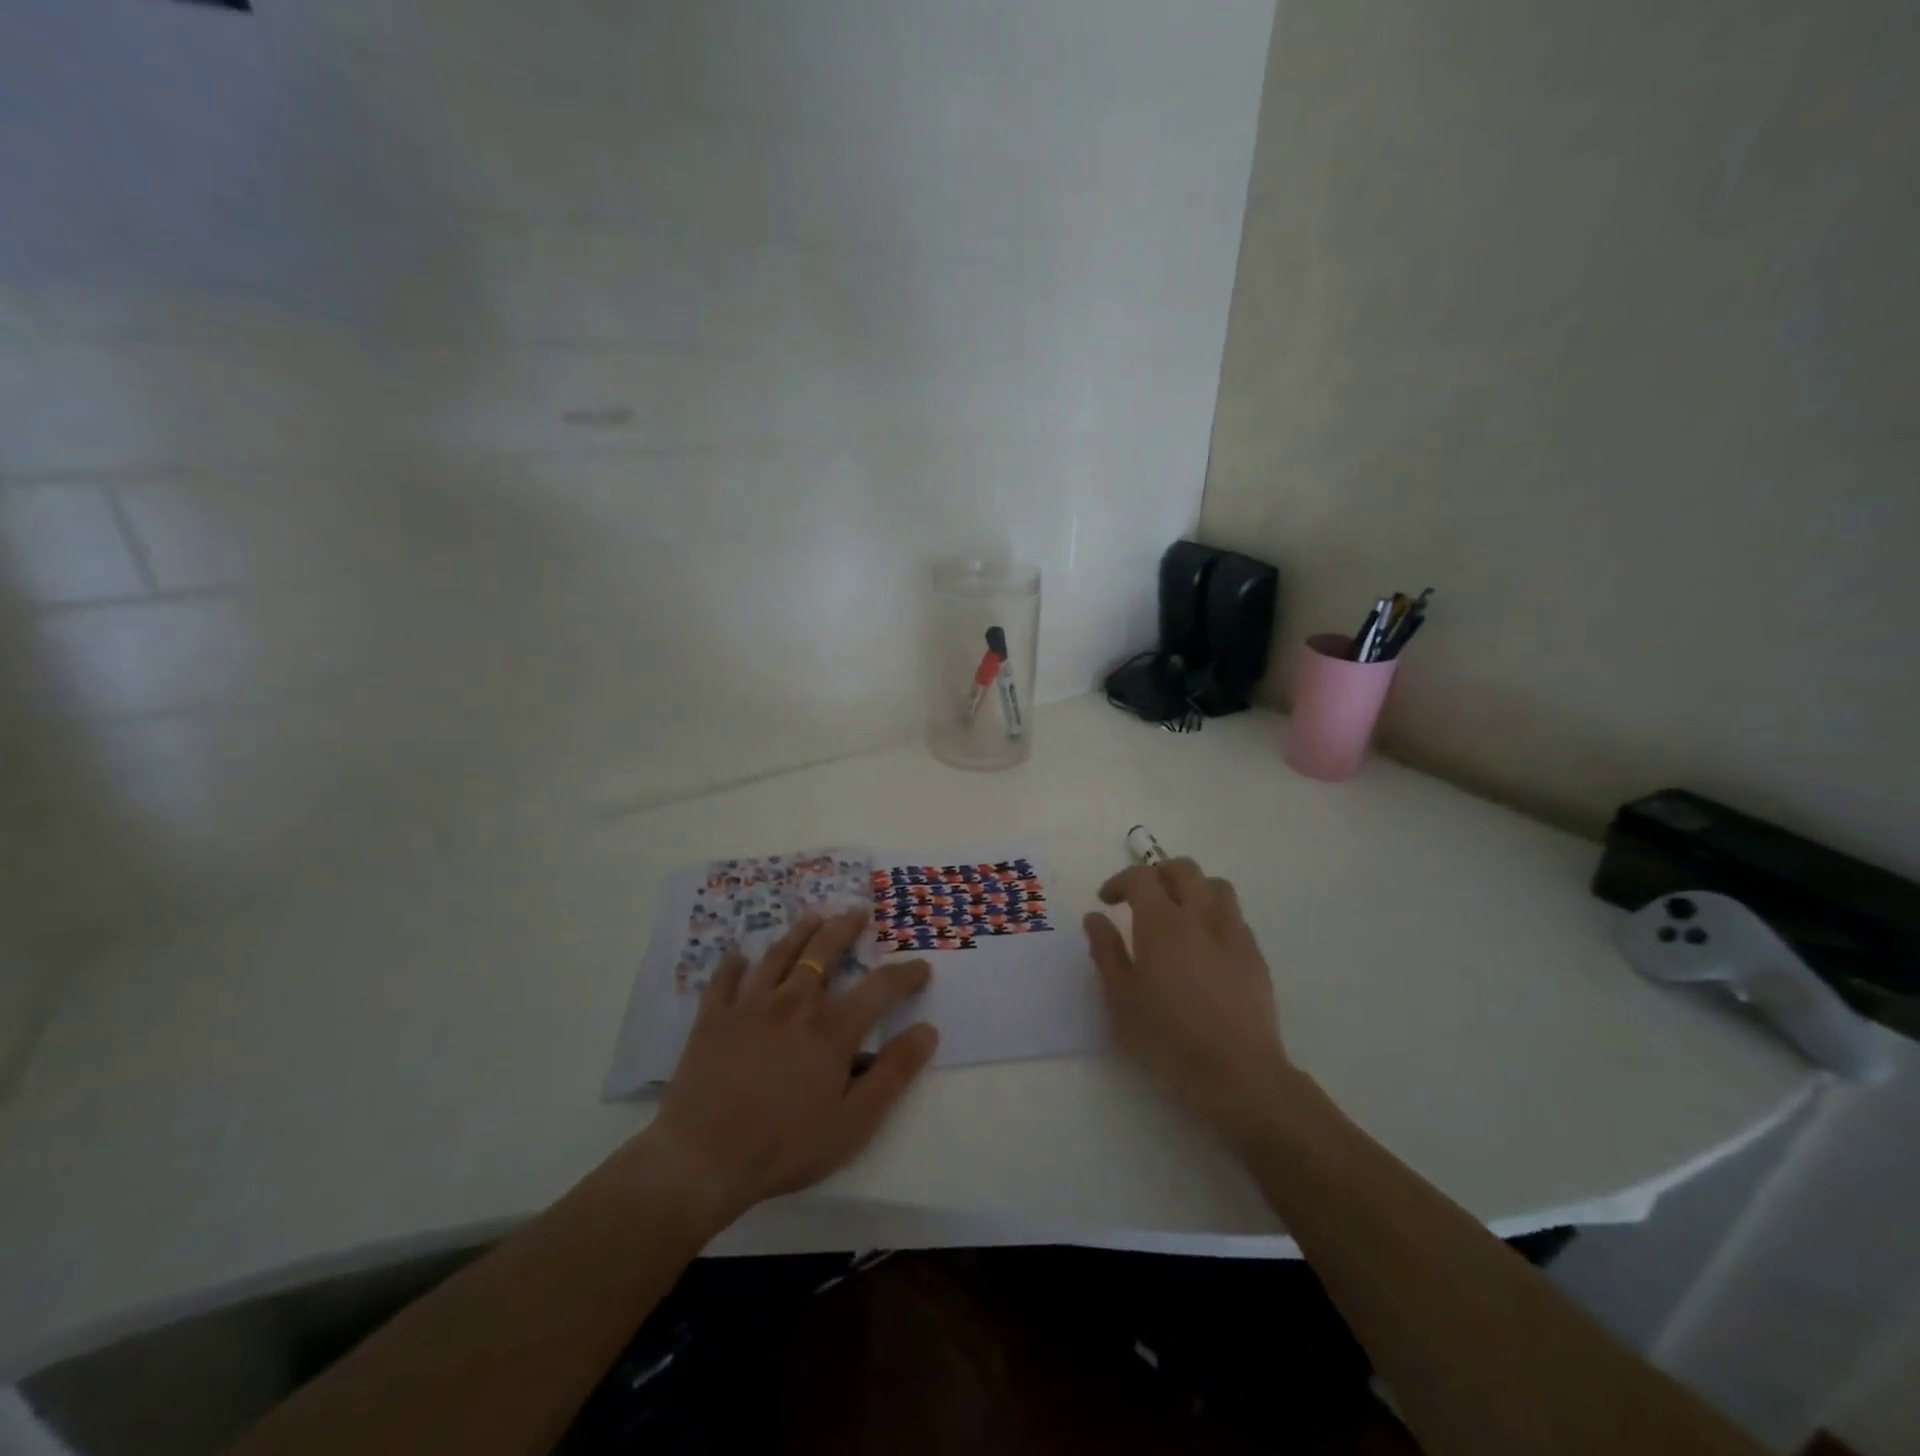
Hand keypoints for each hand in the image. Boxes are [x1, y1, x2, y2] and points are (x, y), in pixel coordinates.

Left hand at [642, 908, 938, 1230]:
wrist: (702, 1160)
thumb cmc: (786, 1146)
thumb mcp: (854, 1121)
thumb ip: (893, 1073)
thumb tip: (927, 1030)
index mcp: (831, 1029)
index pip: (879, 989)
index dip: (904, 975)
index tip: (921, 966)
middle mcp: (792, 1005)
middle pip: (822, 954)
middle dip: (844, 929)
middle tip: (857, 911)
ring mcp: (748, 1008)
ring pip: (777, 957)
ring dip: (798, 933)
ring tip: (812, 917)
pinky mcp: (712, 1021)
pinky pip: (723, 982)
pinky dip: (733, 966)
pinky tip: (738, 957)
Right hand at [1084, 859, 1292, 1141]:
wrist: (1238, 1075)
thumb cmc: (1168, 1039)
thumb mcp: (1121, 999)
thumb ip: (1106, 951)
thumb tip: (1096, 917)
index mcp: (1162, 923)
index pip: (1141, 877)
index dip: (1120, 881)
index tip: (1106, 900)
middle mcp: (1200, 917)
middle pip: (1183, 869)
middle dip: (1158, 873)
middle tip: (1141, 898)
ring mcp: (1233, 933)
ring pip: (1215, 886)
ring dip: (1192, 888)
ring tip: (1177, 913)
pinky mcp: (1255, 955)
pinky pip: (1234, 915)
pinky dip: (1214, 914)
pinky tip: (1204, 945)